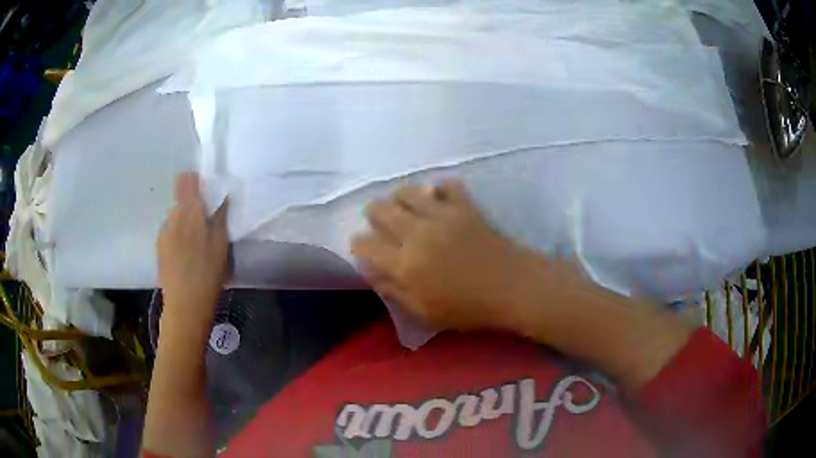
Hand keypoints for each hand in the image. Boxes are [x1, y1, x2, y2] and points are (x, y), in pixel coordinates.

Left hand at [157, 172, 229, 330]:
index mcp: (188, 211)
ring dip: (186, 224)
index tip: (207, 196)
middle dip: (193, 208)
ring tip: (197, 247)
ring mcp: (163, 233)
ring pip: (175, 218)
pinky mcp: (159, 248)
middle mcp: (172, 217)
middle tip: (207, 228)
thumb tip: (223, 197)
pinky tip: (186, 258)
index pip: (186, 180)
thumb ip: (220, 216)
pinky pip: (170, 233)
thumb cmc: (207, 273)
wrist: (185, 305)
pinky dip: (179, 238)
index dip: (195, 182)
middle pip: (181, 201)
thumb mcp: (221, 244)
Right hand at [352, 180, 554, 332]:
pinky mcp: (464, 205)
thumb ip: (394, 292)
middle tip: (383, 227)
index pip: (365, 244)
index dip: (359, 246)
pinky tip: (440, 201)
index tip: (365, 250)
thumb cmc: (469, 308)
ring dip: (400, 199)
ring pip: (406, 191)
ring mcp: (441, 214)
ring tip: (408, 211)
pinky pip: (445, 185)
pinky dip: (439, 190)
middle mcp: (417, 233)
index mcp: (405, 264)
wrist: (512, 288)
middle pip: (378, 209)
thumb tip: (373, 272)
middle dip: (373, 216)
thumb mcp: (425, 314)